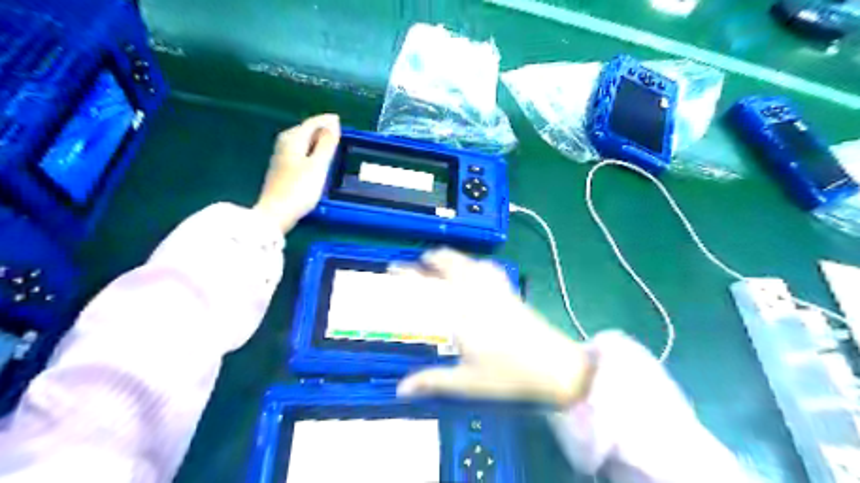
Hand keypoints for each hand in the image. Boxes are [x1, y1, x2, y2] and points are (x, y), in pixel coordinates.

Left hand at [253, 113, 339, 231]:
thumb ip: (326, 144)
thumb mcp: (318, 166)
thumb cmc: (299, 189)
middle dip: (320, 128)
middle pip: (305, 130)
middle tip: (337, 131)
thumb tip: (333, 123)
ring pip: (302, 141)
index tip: (339, 119)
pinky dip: (310, 150)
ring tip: (330, 143)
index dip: (326, 121)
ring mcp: (282, 157)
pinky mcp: (282, 169)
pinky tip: (316, 158)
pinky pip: (300, 151)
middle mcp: (285, 143)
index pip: (312, 123)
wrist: (276, 213)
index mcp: (293, 139)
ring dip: (316, 140)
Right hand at [393, 249, 596, 407]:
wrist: (555, 367)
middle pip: (451, 264)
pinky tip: (476, 268)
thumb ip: (432, 381)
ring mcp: (496, 290)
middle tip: (418, 263)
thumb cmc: (507, 375)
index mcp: (460, 313)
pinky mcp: (510, 292)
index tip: (394, 267)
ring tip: (440, 260)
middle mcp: (476, 294)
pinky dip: (477, 263)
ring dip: (453, 257)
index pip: (428, 286)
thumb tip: (400, 389)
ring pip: (470, 262)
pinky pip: (490, 268)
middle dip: (432, 258)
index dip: (409, 274)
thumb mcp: (466, 382)